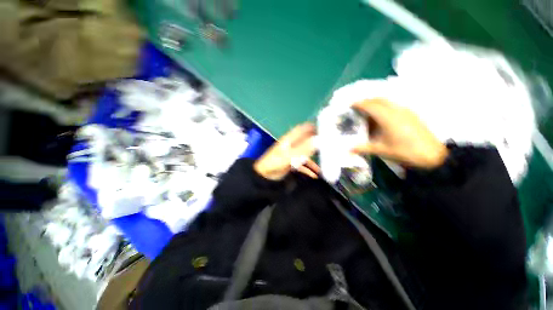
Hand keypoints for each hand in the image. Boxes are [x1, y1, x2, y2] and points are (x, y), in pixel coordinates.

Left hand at [254, 123, 319, 180]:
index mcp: (290, 139)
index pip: (302, 129)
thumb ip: (304, 148)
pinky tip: (315, 174)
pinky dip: (308, 169)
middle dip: (316, 144)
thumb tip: (318, 140)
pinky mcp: (291, 163)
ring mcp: (292, 155)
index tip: (324, 128)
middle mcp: (292, 145)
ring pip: (306, 154)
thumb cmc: (275, 162)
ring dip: (314, 159)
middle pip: (306, 142)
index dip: (312, 127)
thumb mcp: (290, 155)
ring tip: (325, 163)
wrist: (265, 175)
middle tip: (329, 147)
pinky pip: (302, 165)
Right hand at [352, 99, 447, 168]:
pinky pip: (393, 105)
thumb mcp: (382, 150)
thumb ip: (363, 148)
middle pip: (379, 100)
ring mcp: (405, 111)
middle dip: (366, 101)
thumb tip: (348, 150)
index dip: (359, 104)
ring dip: (376, 103)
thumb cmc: (405, 151)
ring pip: (387, 101)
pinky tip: (382, 117)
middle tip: (357, 107)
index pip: (370, 106)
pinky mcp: (411, 114)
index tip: (350, 105)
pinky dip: (384, 107)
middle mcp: (396, 110)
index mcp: (387, 117)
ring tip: (367, 111)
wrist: (432, 155)